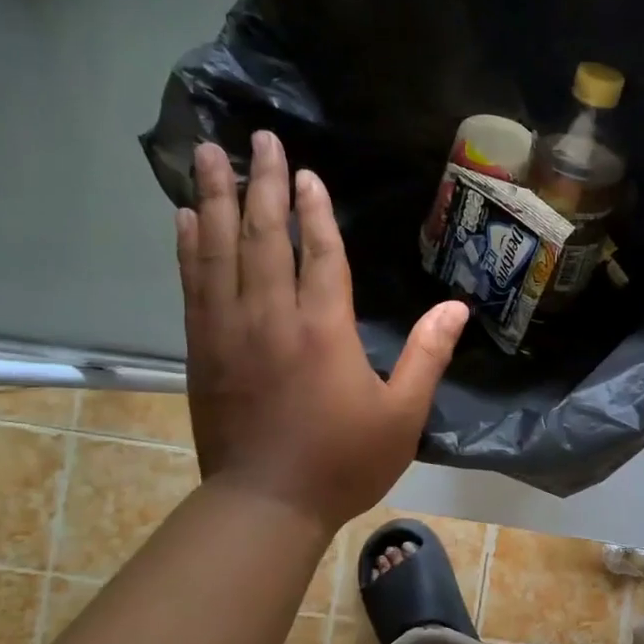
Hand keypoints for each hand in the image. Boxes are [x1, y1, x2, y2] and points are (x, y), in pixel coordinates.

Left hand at [177, 133, 468, 533]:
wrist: (265, 505)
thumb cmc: (343, 461)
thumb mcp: (402, 414)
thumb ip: (427, 355)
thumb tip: (456, 307)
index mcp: (323, 329)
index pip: (319, 253)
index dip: (314, 210)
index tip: (306, 172)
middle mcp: (271, 317)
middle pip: (265, 237)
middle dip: (262, 184)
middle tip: (256, 138)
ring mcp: (229, 330)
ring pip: (220, 250)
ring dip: (216, 199)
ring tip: (206, 154)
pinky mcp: (202, 349)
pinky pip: (194, 284)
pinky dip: (190, 246)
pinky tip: (188, 218)